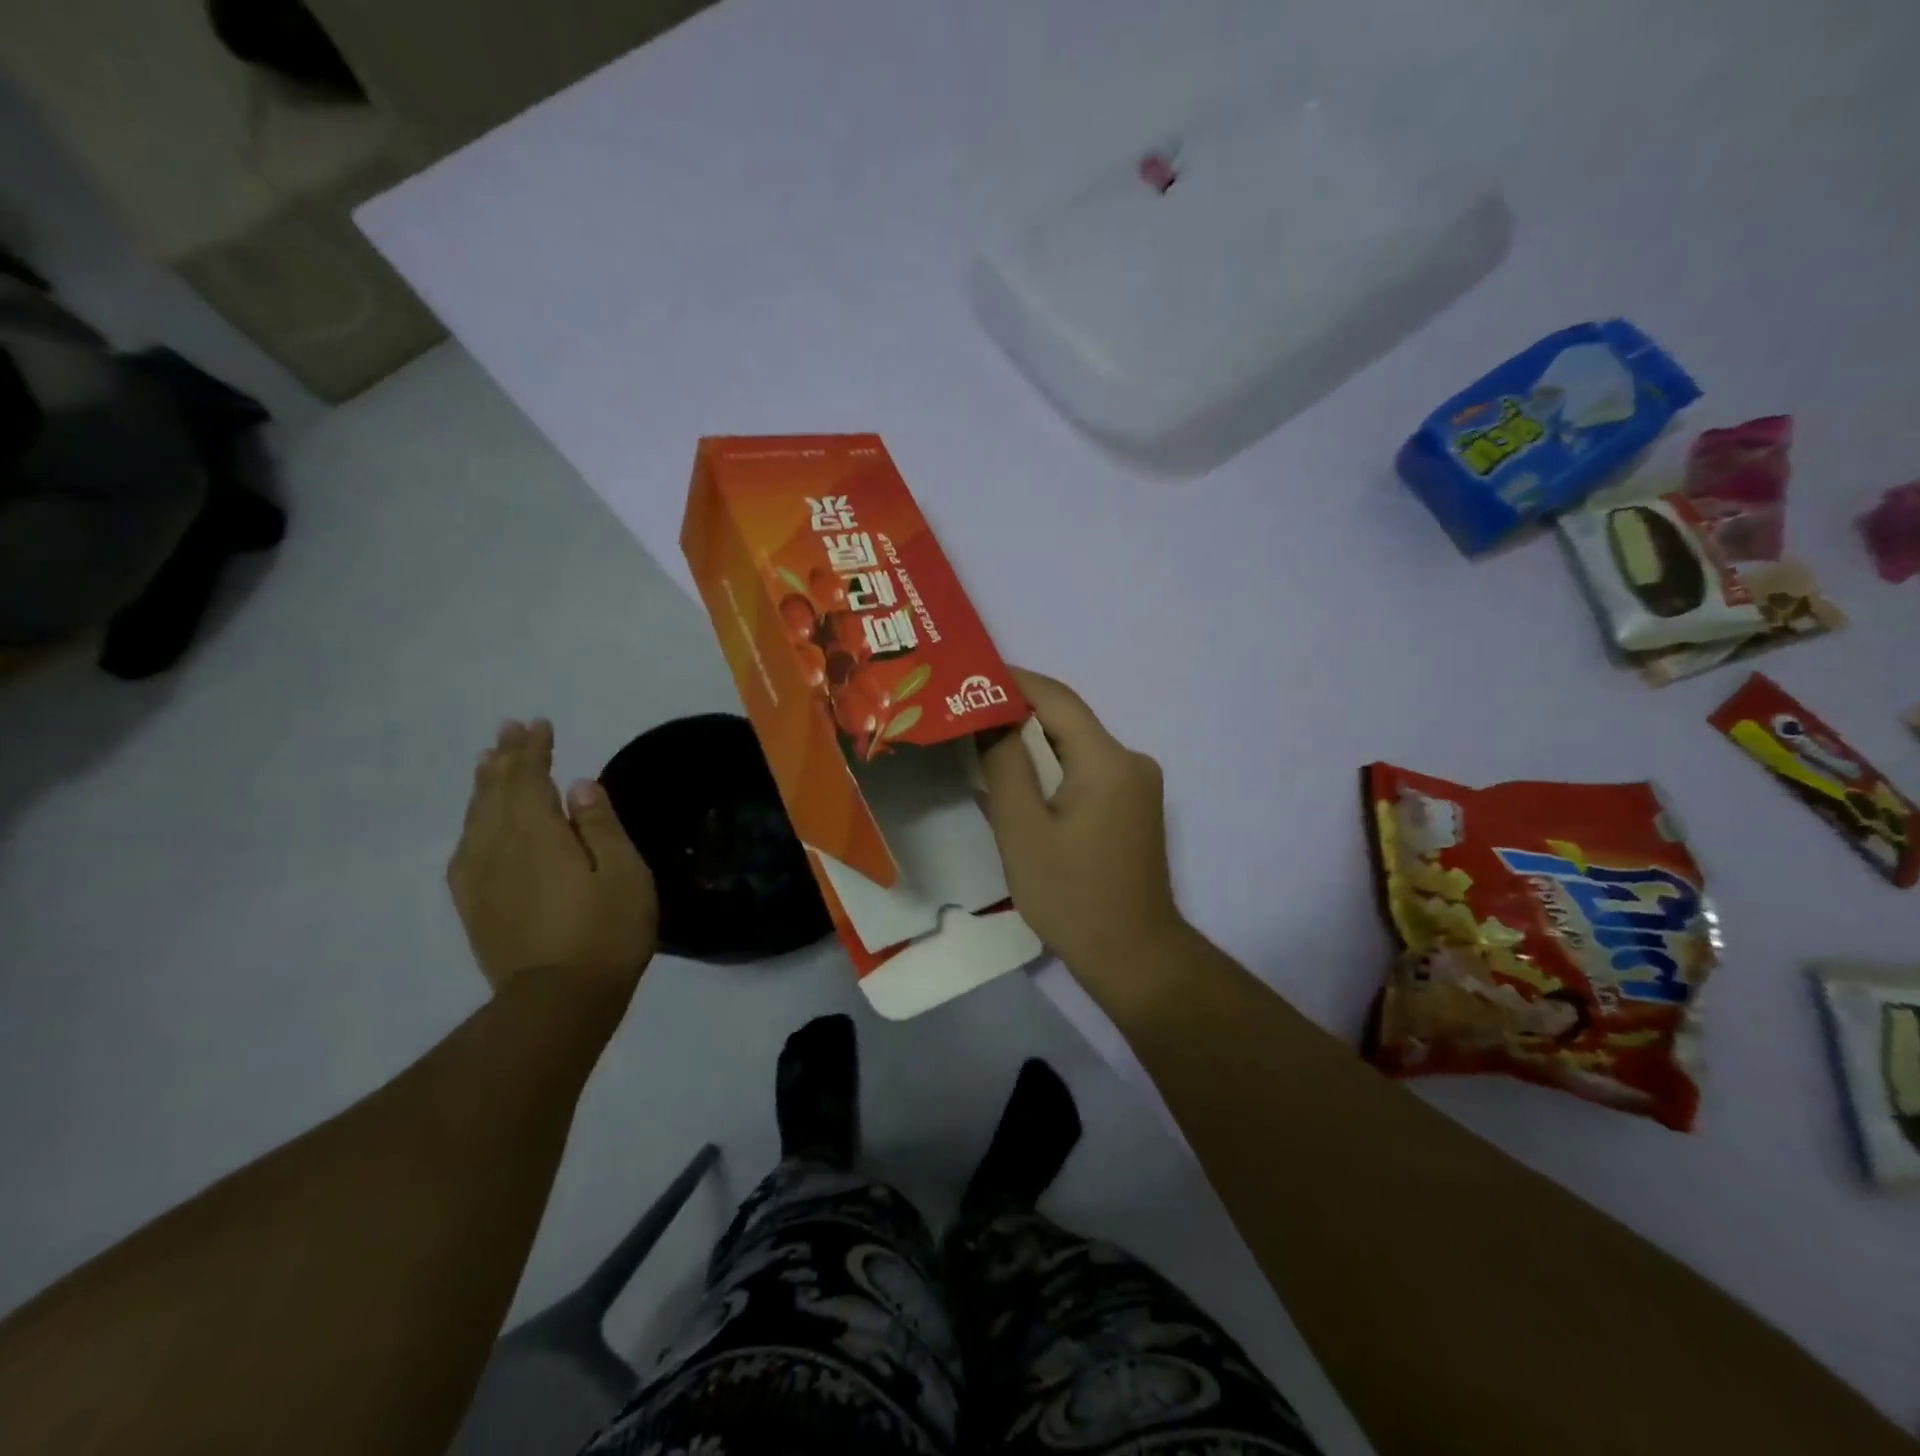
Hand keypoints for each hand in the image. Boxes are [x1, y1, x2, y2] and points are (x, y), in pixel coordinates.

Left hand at [448, 719, 658, 1003]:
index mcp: (537, 833)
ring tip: (487, 762)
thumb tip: (579, 785)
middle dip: (504, 758)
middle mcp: (498, 846)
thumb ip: (599, 826)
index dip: (533, 749)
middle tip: (509, 730)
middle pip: (496, 791)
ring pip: (475, 817)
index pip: (529, 777)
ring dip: (484, 785)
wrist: (557, 1002)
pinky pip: (465, 849)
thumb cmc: (605, 931)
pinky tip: (476, 824)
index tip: (538, 724)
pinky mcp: (474, 905)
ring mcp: (479, 878)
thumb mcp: (624, 873)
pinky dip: (472, 823)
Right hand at [980, 670, 1187, 979]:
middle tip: (965, 712)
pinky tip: (1020, 781)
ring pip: (1077, 748)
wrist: (1133, 956)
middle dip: (1017, 713)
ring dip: (1034, 744)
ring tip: (982, 744)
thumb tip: (991, 719)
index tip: (969, 675)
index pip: (1057, 699)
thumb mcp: (1023, 829)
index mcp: (1108, 760)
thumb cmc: (1072, 895)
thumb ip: (1005, 765)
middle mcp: (1131, 761)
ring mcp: (1138, 785)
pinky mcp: (1134, 808)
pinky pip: (1087, 772)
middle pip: (1068, 721)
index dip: (1013, 681)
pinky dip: (1053, 769)